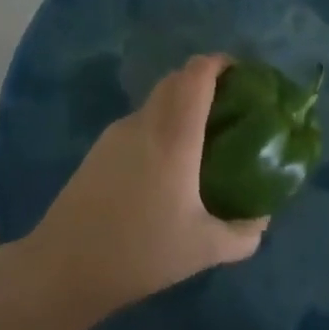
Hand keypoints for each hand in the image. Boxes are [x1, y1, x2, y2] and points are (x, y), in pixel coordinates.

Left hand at [24, 54, 266, 321]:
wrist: (65, 266)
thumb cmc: (141, 252)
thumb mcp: (204, 250)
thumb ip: (243, 234)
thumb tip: (263, 218)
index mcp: (174, 135)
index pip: (197, 74)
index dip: (219, 63)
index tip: (242, 74)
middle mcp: (146, 122)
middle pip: (177, 79)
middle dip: (204, 80)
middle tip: (229, 105)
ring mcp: (118, 132)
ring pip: (156, 100)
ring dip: (181, 102)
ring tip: (201, 136)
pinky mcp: (100, 147)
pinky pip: (140, 121)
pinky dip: (160, 124)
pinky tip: (166, 164)